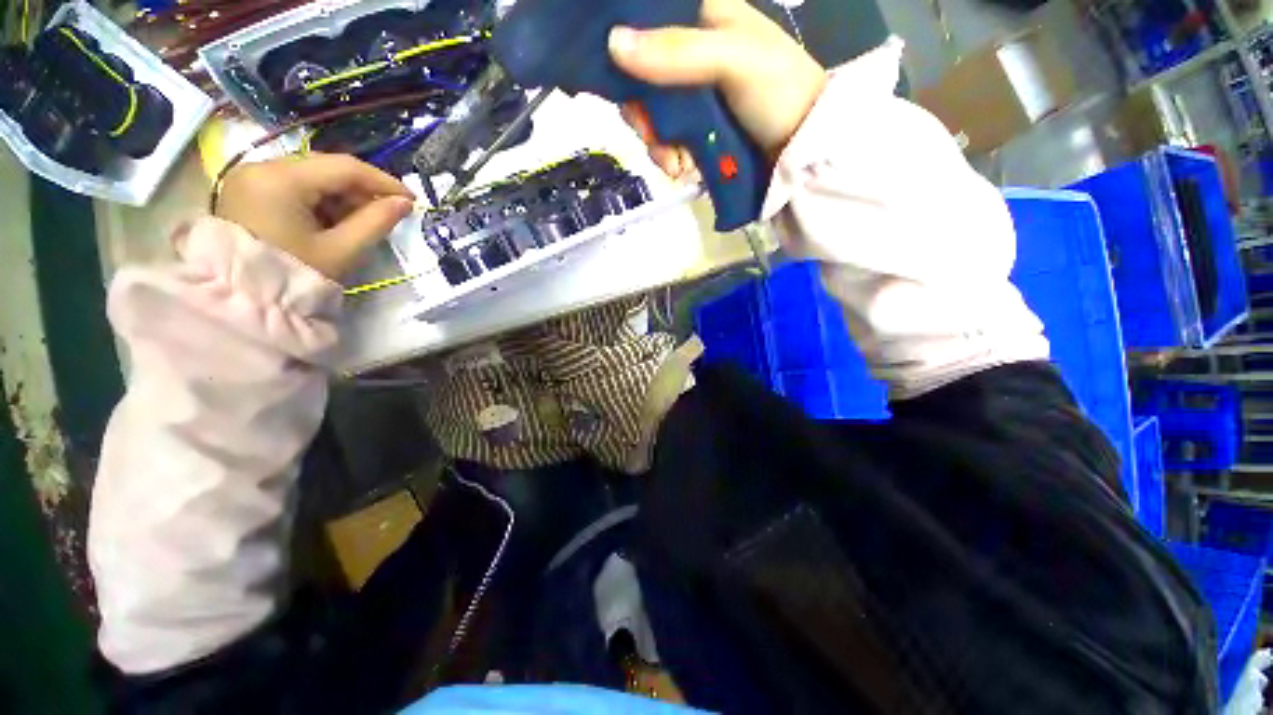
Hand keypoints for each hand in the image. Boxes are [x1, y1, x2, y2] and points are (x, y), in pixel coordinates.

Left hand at [215, 153, 414, 278]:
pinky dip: (320, 200)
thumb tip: (404, 203)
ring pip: (311, 175)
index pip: (343, 166)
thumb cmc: (296, 276)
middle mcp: (261, 167)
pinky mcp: (248, 192)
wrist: (245, 302)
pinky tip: (334, 221)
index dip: (383, 181)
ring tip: (362, 221)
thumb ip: (376, 222)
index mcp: (280, 179)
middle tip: (388, 212)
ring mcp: (250, 179)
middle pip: (325, 167)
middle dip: (361, 189)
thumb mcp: (342, 250)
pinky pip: (294, 185)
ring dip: (342, 196)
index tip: (411, 199)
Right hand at [607, 0, 825, 180]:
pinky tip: (682, 167)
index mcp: (702, 16)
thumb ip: (677, 52)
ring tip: (675, 163)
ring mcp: (694, 93)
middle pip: (642, 75)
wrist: (801, 147)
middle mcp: (691, 51)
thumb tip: (613, 44)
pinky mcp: (697, 126)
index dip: (626, 47)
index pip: (645, 20)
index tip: (622, 82)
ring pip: (652, 112)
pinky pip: (667, 138)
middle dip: (642, 113)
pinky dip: (669, 156)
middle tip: (652, 136)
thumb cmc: (778, 91)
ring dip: (657, 143)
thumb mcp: (733, 60)